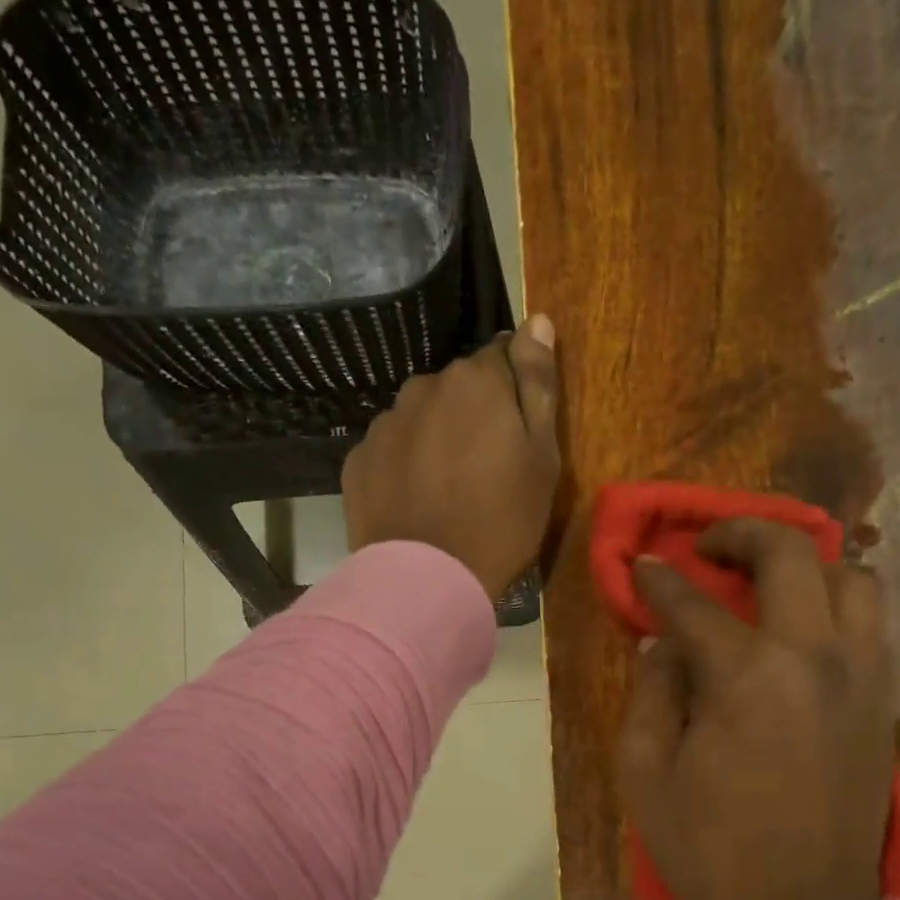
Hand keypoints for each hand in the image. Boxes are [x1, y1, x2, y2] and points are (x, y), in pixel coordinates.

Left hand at [342, 316, 560, 598]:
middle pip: (459, 389)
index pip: (502, 358)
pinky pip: (391, 450)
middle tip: (488, 472)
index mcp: (475, 380)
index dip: (514, 395)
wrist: (428, 580)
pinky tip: (417, 502)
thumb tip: (537, 319)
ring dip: (437, 438)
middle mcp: (423, 387)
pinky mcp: (357, 461)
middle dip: (473, 415)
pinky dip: (405, 465)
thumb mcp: (542, 457)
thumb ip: (538, 384)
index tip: (519, 435)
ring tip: (448, 491)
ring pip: (422, 418)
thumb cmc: (501, 521)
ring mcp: (384, 423)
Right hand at [616, 519, 896, 899]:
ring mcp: (862, 677)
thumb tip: (663, 645)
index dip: (659, 580)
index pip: (693, 603)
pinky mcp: (884, 704)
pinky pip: (871, 625)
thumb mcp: (645, 772)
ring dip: (805, 565)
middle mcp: (815, 657)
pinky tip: (804, 631)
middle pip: (789, 555)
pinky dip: (837, 607)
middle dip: (740, 533)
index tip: (643, 565)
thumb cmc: (709, 849)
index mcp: (747, 676)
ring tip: (769, 583)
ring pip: (853, 578)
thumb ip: (650, 692)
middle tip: (709, 547)